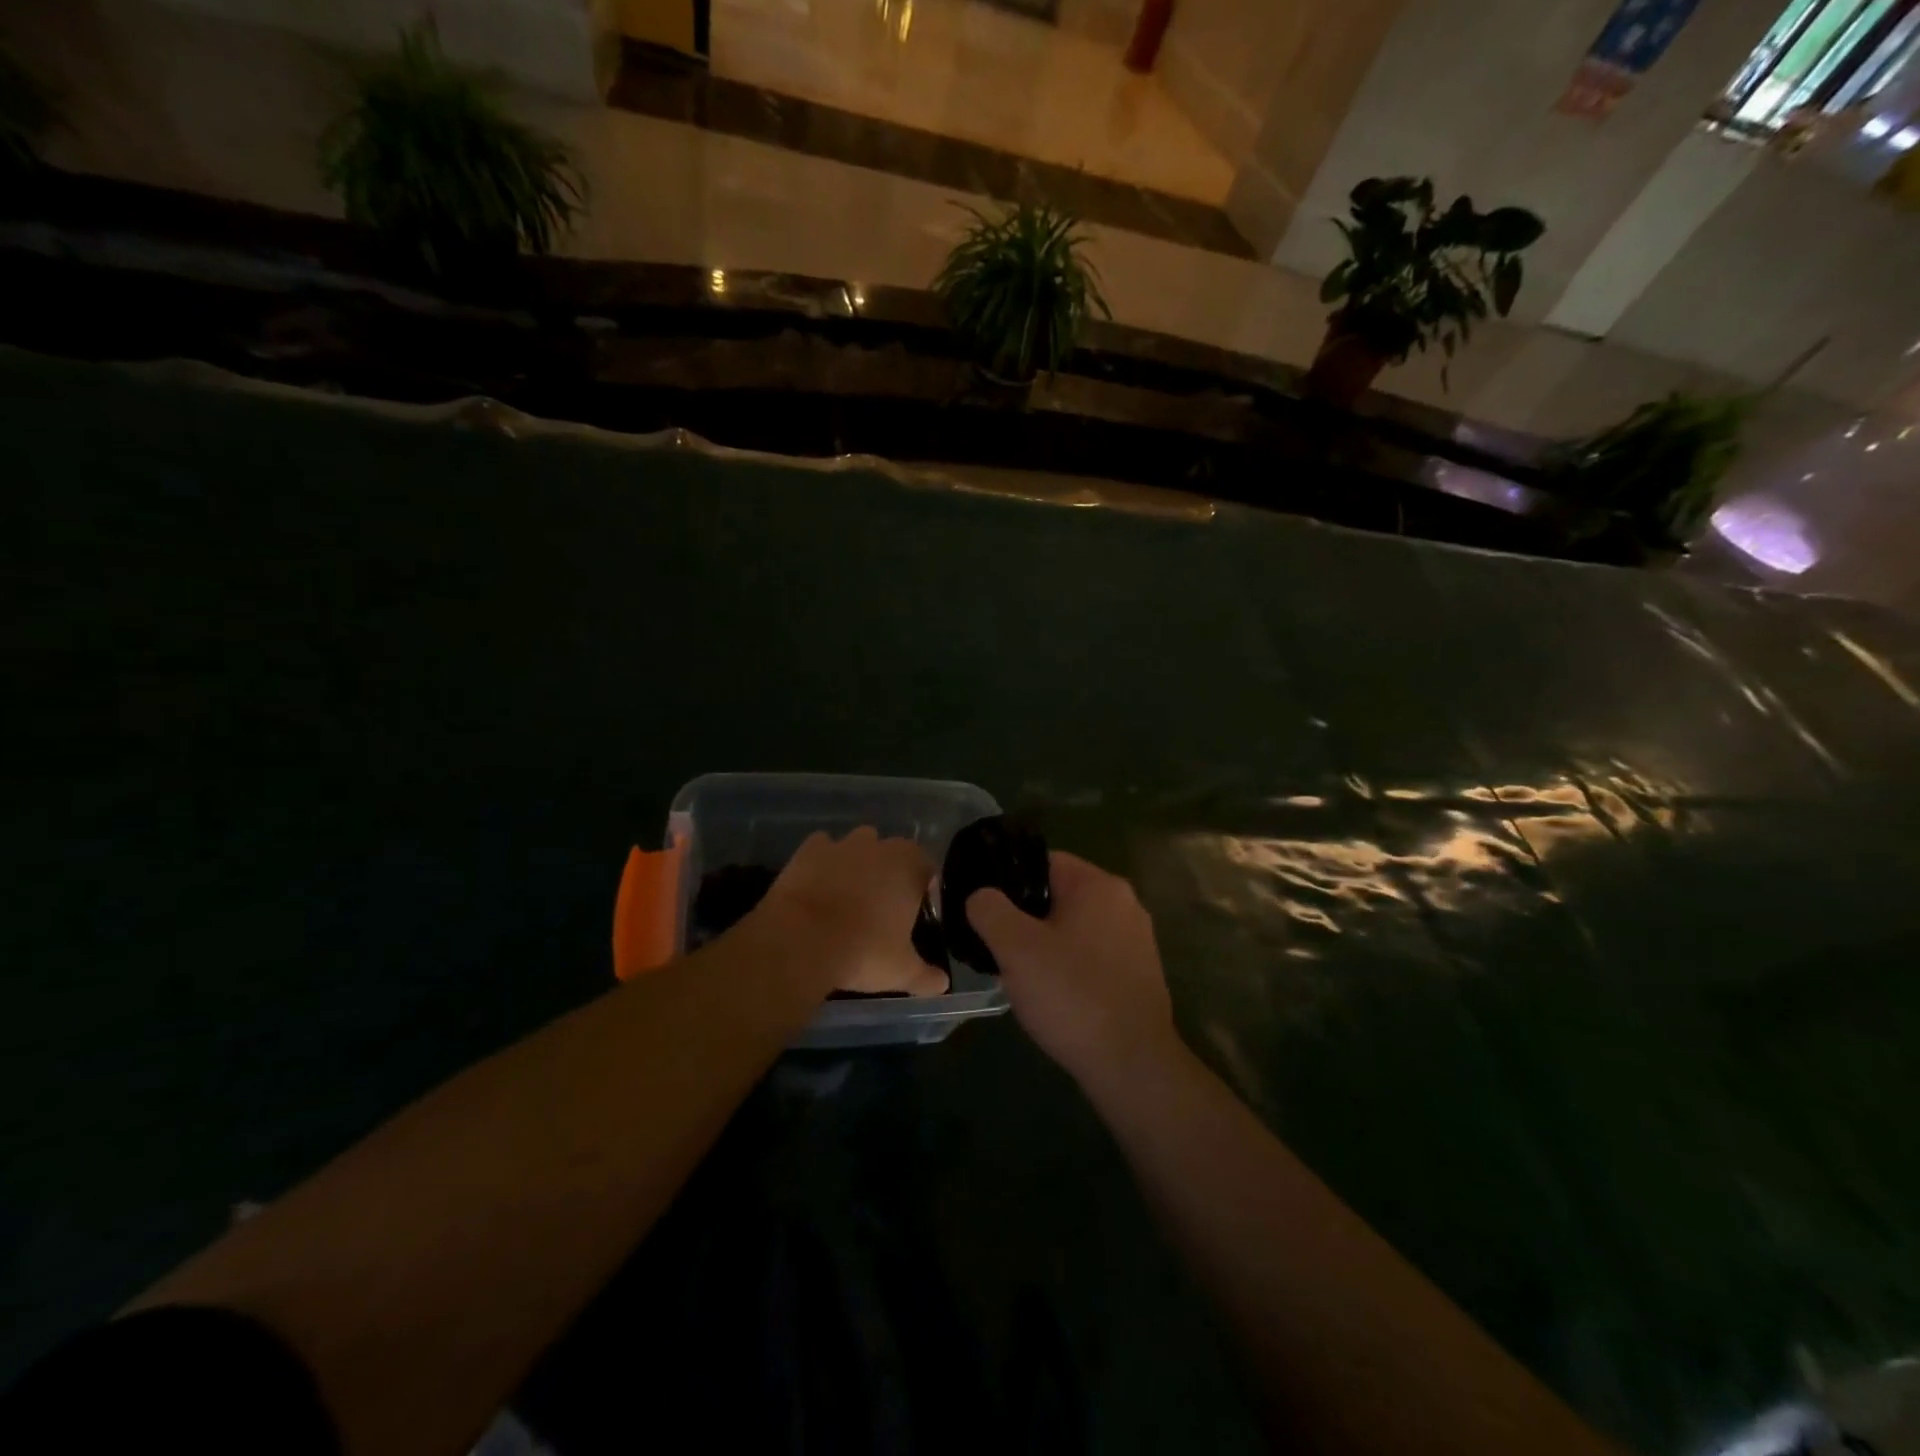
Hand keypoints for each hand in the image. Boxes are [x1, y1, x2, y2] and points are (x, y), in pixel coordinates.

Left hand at [752, 828, 947, 997]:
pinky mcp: (808, 850)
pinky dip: (823, 863)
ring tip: (849, 897)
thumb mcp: (902, 971)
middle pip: (892, 853)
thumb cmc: (863, 951)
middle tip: (882, 908)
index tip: (914, 913)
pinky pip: (822, 849)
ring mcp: (842, 844)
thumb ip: (926, 976)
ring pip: (858, 846)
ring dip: (857, 864)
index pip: (927, 868)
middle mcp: (879, 845)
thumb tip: (942, 984)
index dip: (923, 889)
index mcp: (910, 865)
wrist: (800, 941)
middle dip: (890, 873)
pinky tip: (819, 887)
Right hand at [967, 851, 1177, 1090]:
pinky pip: (1093, 954)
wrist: (1131, 1064)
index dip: (1007, 881)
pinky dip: (1071, 965)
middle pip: (1059, 894)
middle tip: (997, 945)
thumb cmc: (1071, 994)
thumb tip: (980, 896)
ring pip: (1075, 927)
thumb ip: (988, 909)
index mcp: (1098, 884)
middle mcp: (1125, 902)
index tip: (984, 909)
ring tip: (1021, 973)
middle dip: (1026, 917)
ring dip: (1047, 944)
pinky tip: (1054, 994)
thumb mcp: (1015, 947)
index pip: (1042, 862)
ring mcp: (1137, 939)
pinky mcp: (1140, 972)